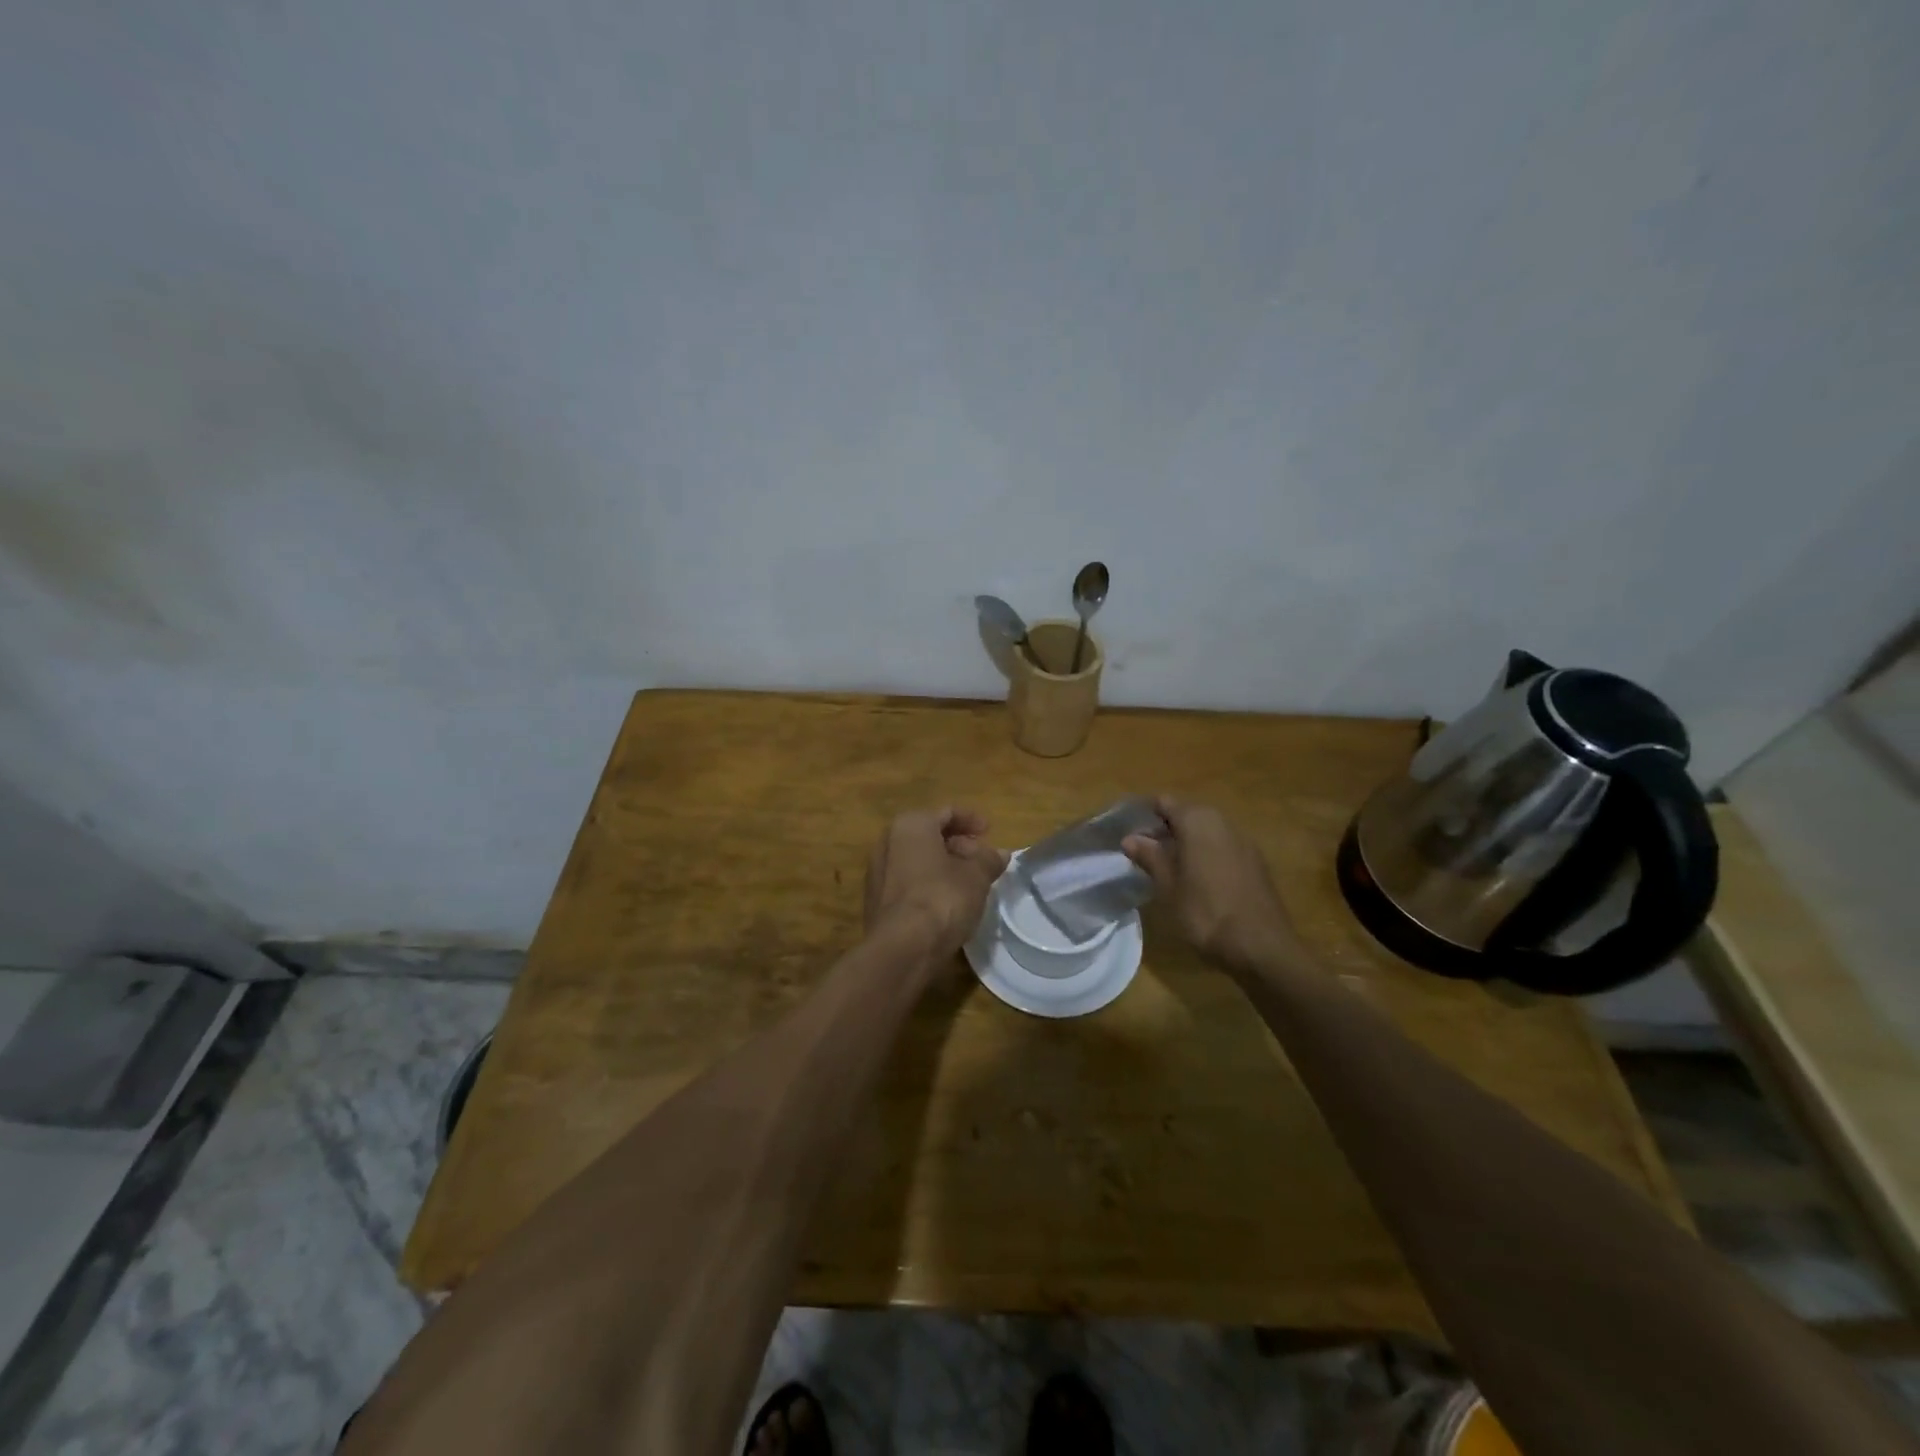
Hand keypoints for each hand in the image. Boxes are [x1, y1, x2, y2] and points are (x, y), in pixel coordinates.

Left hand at [864, 808, 1008, 965]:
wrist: (902, 948)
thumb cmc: (942, 898)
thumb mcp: (976, 877)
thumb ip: (989, 860)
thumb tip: (1000, 853)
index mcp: (910, 825)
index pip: (946, 813)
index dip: (971, 820)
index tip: (990, 831)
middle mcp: (887, 842)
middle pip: (929, 835)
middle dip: (957, 845)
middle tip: (982, 859)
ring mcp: (877, 872)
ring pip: (917, 860)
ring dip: (943, 866)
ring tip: (969, 882)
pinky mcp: (875, 901)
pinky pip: (907, 882)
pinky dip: (928, 884)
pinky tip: (947, 902)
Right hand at [1122, 796, 1306, 976]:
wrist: (1261, 945)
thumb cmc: (1205, 911)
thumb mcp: (1168, 886)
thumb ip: (1150, 856)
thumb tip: (1130, 838)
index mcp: (1197, 821)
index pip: (1164, 802)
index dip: (1145, 816)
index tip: (1130, 835)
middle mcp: (1222, 822)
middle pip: (1187, 815)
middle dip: (1165, 830)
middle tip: (1145, 856)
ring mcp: (1243, 841)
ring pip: (1206, 831)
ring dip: (1186, 843)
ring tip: (1168, 870)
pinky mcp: (1256, 862)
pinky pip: (1223, 847)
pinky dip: (1206, 855)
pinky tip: (1198, 881)